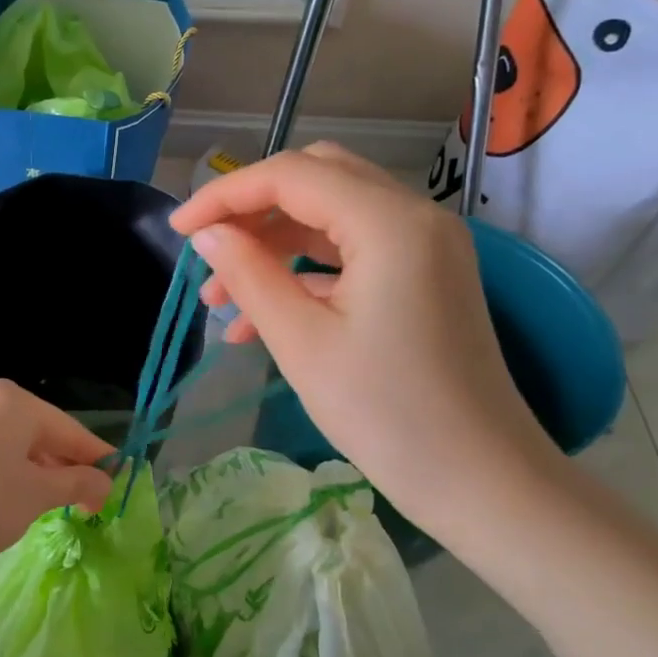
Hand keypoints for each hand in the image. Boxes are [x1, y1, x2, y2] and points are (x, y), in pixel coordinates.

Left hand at [0, 379, 113, 575]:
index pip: (71, 430)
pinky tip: (15, 499)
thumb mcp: (36, 495)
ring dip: (40, 472)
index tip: (119, 483)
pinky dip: (11, 473)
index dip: (98, 458)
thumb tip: (106, 482)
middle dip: (67, 467)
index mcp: (14, 401)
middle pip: (42, 433)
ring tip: (55, 504)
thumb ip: (77, 482)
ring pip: (15, 444)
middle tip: (89, 503)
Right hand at [170, 143, 560, 534]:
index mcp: (389, 222)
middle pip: (316, 179)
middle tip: (205, 250)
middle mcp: (414, 216)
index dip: (224, 195)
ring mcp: (424, 246)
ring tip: (220, 297)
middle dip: (251, 210)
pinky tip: (259, 317)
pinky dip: (303, 270)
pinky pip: (352, 253)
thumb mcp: (301, 341)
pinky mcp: (423, 277)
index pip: (291, 176)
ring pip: (331, 216)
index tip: (177, 230)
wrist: (480, 480)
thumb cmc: (385, 412)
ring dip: (273, 243)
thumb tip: (206, 235)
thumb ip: (248, 275)